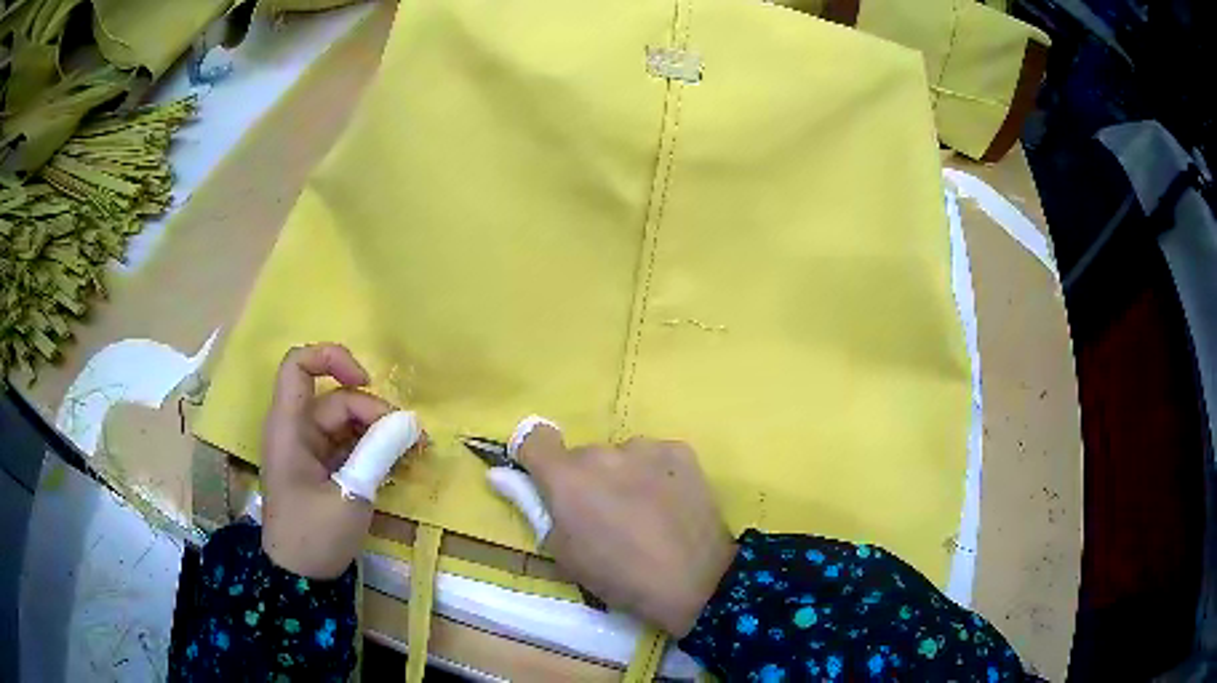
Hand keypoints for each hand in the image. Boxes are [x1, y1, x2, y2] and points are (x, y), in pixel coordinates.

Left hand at [260, 343, 395, 578]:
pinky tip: (398, 462)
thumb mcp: (350, 495)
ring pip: (346, 421)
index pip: (299, 365)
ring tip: (412, 451)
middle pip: (336, 399)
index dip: (332, 359)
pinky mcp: (320, 466)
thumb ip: (377, 453)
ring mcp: (308, 448)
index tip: (367, 381)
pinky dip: (372, 449)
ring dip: (378, 431)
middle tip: (411, 439)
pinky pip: (348, 443)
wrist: (300, 578)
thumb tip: (410, 423)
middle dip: (374, 413)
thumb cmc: (314, 537)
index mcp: (288, 428)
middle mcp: (296, 430)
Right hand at [515, 428, 736, 635]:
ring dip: (623, 475)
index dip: (534, 455)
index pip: (534, 438)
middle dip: (586, 480)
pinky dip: (656, 474)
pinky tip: (670, 504)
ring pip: (621, 456)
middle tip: (605, 515)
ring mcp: (645, 447)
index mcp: (566, 478)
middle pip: (583, 457)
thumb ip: (535, 509)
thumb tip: (503, 475)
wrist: (693, 581)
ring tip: (645, 513)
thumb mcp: (564, 554)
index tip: (542, 477)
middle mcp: (602, 452)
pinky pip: (654, 457)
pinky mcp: (680, 450)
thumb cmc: (618, 576)